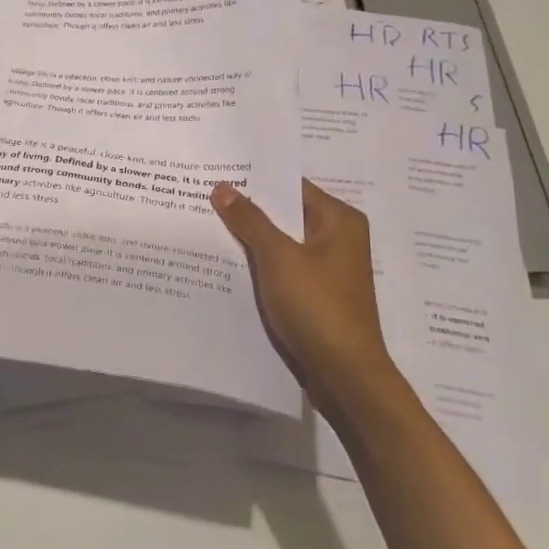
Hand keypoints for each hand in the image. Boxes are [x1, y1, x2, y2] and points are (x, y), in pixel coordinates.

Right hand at [211, 179, 397, 414]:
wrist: (344, 376)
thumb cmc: (317, 306)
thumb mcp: (279, 257)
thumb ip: (249, 220)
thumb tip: (222, 187)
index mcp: (339, 220)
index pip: (291, 186)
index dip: (256, 180)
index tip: (219, 172)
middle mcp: (337, 238)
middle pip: (285, 214)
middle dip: (248, 209)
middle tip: (204, 194)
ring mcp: (327, 269)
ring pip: (281, 243)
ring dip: (251, 238)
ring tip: (207, 223)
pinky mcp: (315, 295)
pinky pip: (282, 268)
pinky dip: (259, 264)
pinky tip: (226, 261)